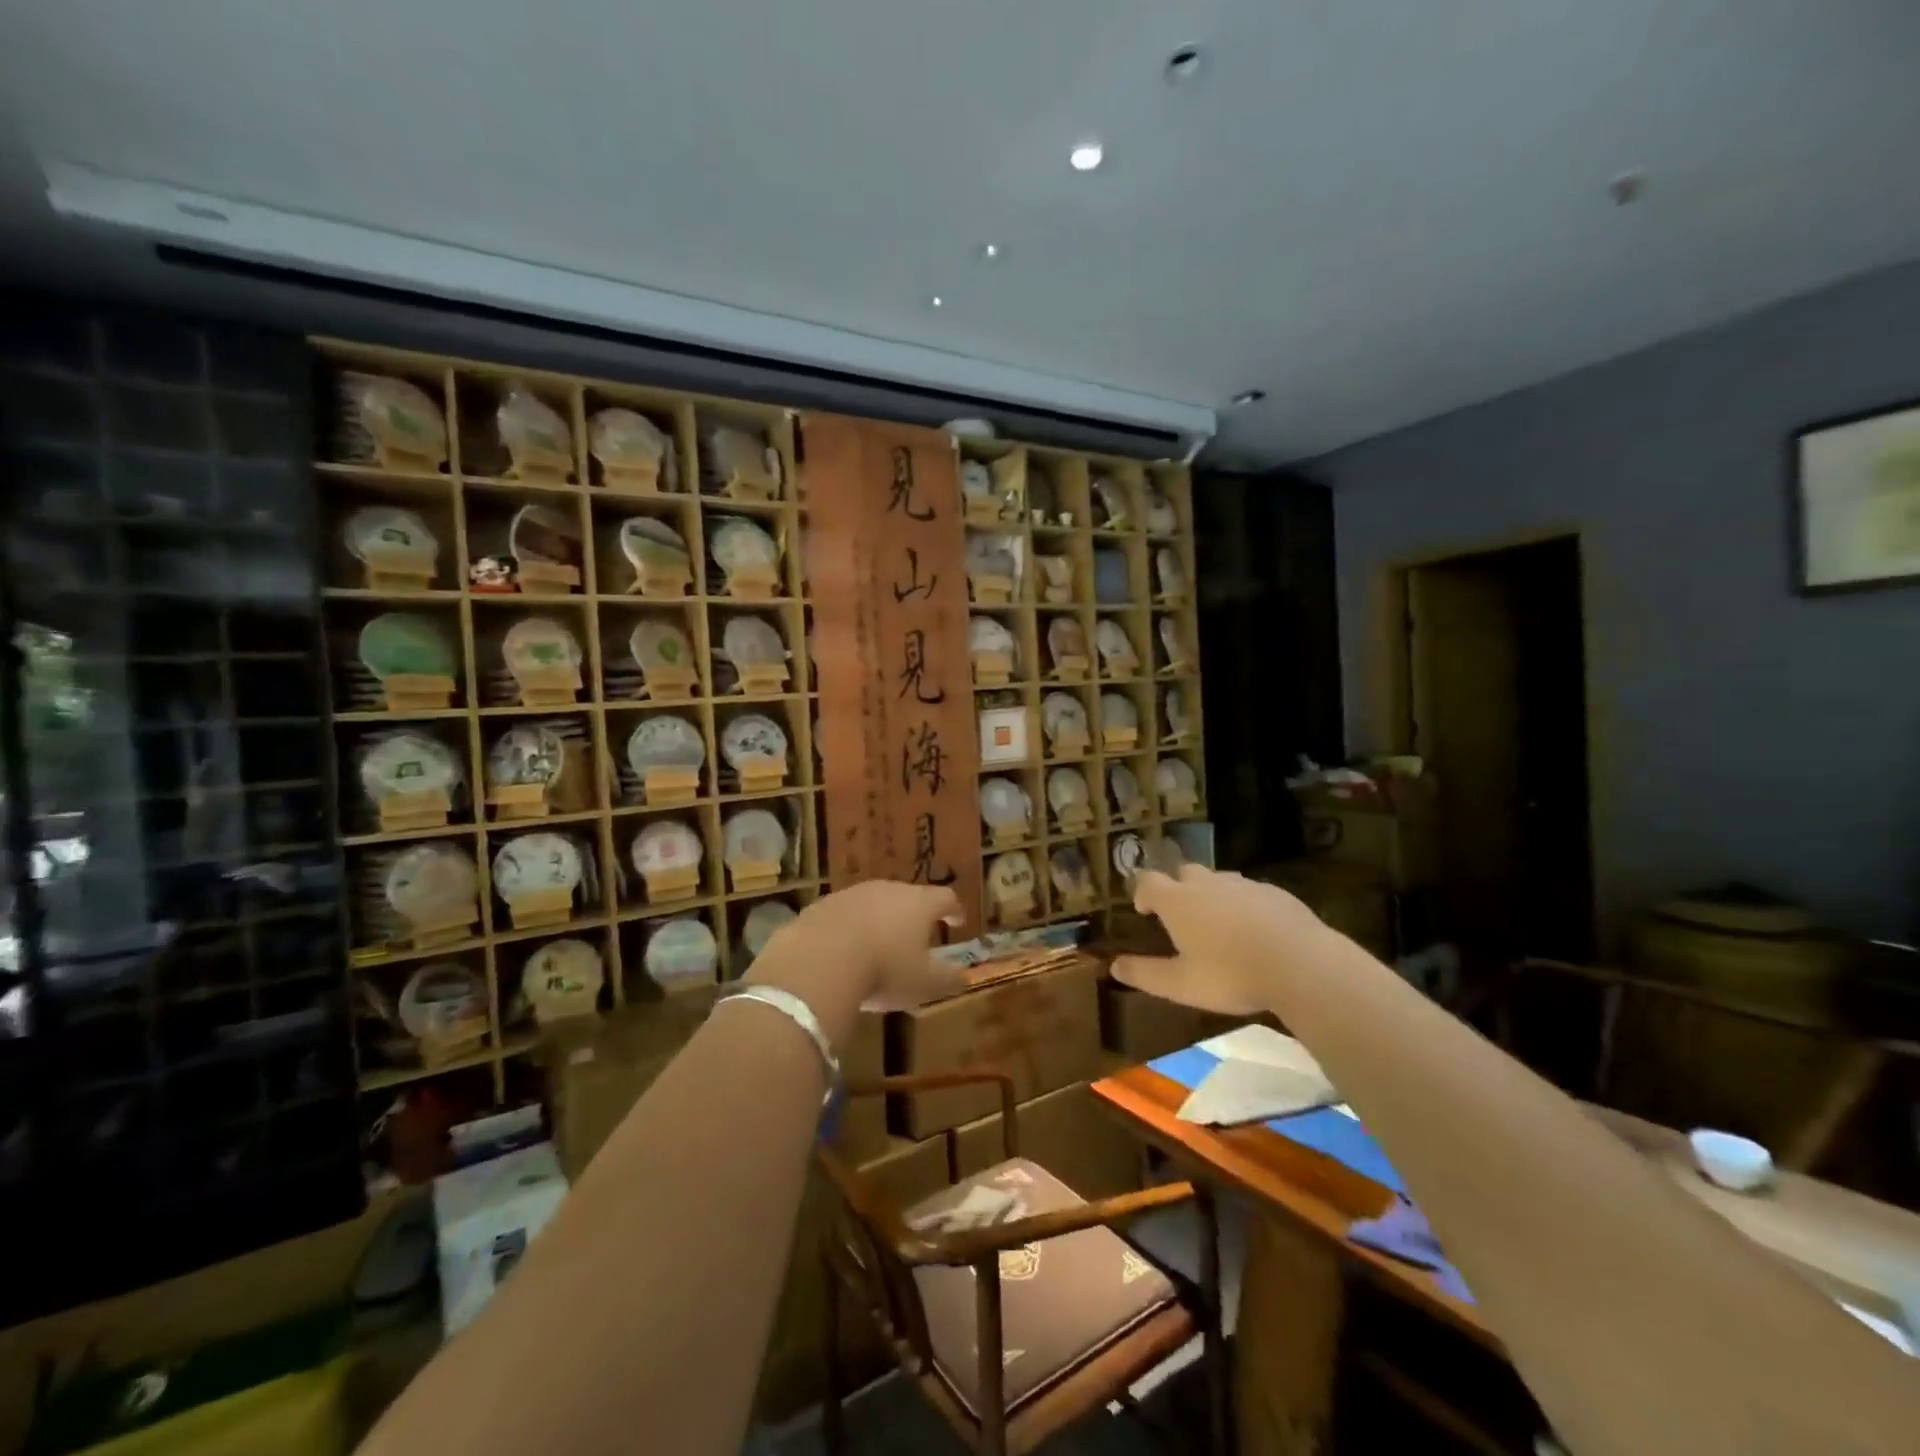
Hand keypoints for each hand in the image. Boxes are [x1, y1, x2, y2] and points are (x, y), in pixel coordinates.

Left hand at [747, 881, 966, 1025]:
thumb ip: (948, 979)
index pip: (945, 898)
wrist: (819, 960)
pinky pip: (844, 915)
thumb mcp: (924, 983)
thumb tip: (963, 976)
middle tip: (917, 935)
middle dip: (914, 915)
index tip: (958, 920)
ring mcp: (853, 893)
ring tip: (879, 945)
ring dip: (880, 920)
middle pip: (908, 896)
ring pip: (874, 903)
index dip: (954, 910)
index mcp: (919, 903)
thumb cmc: (885, 970)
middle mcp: (888, 889)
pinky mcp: (822, 904)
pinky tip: (845, 951)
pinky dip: (850, 928)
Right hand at [1112, 865, 1329, 1015]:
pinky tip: (1254, 929)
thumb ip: (1145, 974)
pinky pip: (1250, 892)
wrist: (1300, 964)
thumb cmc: (1230, 974)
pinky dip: (1244, 904)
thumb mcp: (1181, 984)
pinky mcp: (1275, 893)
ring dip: (1211, 894)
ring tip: (1218, 924)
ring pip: (1219, 880)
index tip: (1144, 910)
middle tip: (1181, 916)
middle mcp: (1206, 884)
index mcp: (1178, 901)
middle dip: (1177, 888)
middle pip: (1184, 872)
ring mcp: (1243, 885)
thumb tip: (1114, 966)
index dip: (1142, 892)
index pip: (1148, 881)